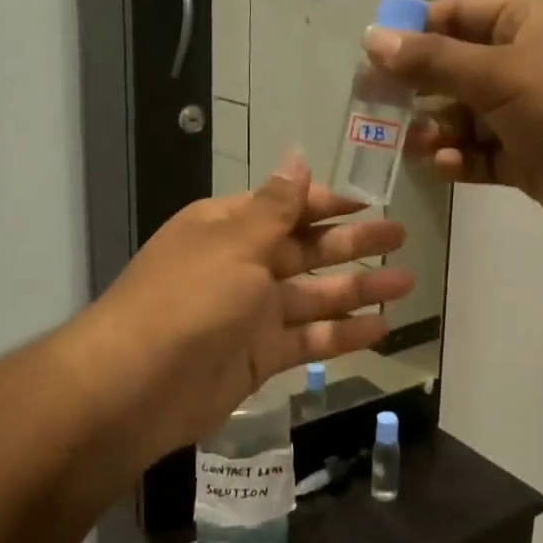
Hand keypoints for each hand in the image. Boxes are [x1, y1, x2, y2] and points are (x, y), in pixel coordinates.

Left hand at [71, 154, 413, 470]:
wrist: (136, 386)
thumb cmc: (189, 298)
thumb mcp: (235, 242)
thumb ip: (276, 206)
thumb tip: (296, 156)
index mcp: (229, 227)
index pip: (287, 207)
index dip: (328, 203)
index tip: (369, 202)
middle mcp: (242, 265)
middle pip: (307, 249)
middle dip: (353, 242)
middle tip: (401, 237)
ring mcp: (252, 313)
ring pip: (315, 296)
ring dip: (359, 289)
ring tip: (406, 282)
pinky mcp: (260, 356)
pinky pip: (309, 339)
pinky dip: (343, 334)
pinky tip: (382, 328)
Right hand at [364, 0, 542, 255]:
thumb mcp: (499, 74)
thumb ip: (433, 60)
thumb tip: (373, 37)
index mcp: (525, 24)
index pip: (455, 16)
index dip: (412, 33)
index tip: (371, 60)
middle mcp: (526, 64)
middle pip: (454, 70)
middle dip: (418, 90)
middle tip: (377, 112)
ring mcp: (530, 115)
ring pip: (465, 117)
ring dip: (437, 130)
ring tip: (417, 147)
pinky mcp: (533, 160)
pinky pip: (483, 154)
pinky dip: (462, 160)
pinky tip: (447, 168)